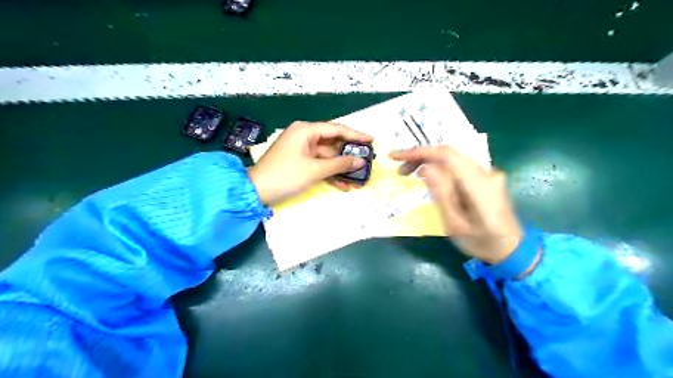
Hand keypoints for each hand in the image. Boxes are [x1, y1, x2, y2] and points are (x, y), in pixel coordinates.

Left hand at [246, 120, 373, 205]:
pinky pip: (319, 164)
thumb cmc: (286, 176)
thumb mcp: (315, 170)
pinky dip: (330, 173)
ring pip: (327, 156)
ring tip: (358, 177)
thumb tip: (361, 161)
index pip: (336, 129)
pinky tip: (344, 185)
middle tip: (367, 160)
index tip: (372, 140)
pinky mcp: (300, 162)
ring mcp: (302, 150)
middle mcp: (304, 136)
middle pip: (333, 142)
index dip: (356, 135)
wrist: (257, 191)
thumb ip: (340, 164)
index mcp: (306, 130)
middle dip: (349, 154)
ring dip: (341, 168)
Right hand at [389, 146, 524, 263]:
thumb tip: (425, 168)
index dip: (420, 152)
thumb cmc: (482, 243)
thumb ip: (442, 194)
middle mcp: (486, 173)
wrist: (513, 249)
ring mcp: (488, 173)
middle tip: (400, 171)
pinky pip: (457, 167)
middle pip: (449, 154)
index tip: (396, 157)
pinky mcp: (485, 177)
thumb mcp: (455, 225)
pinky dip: (439, 168)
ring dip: (428, 162)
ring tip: (408, 174)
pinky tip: (427, 177)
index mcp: (479, 186)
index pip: (447, 156)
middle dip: (420, 157)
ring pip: (452, 159)